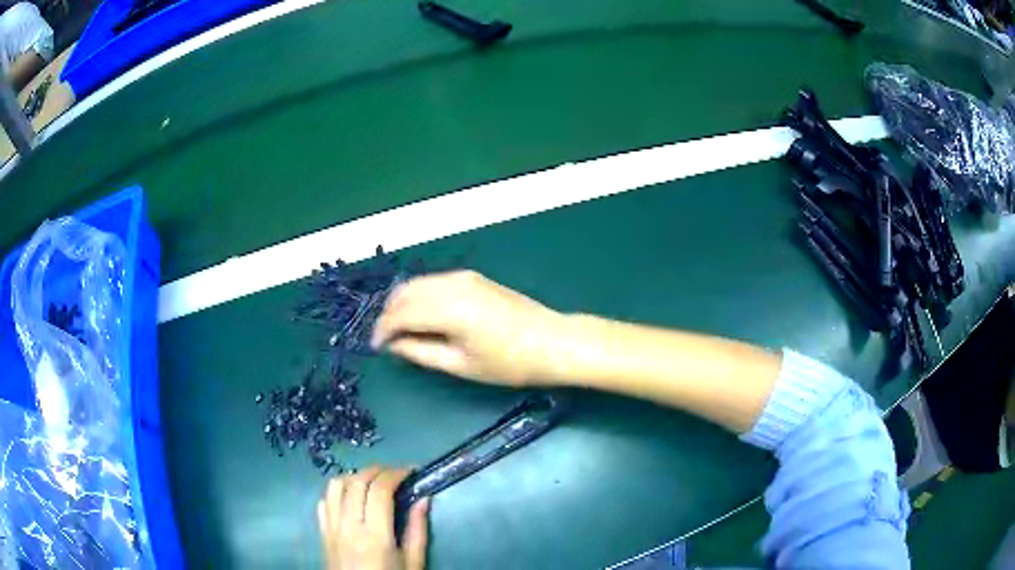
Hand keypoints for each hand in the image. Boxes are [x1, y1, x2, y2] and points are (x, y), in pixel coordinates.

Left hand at [318, 466, 429, 569]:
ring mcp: (331, 528)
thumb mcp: (413, 564)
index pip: (380, 490)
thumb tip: (424, 498)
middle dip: (377, 470)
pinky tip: (351, 498)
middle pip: (357, 482)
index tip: (411, 470)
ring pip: (335, 486)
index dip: (396, 473)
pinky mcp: (322, 533)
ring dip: (354, 476)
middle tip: (395, 472)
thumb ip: (417, 531)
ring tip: (372, 481)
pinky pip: (324, 502)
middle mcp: (348, 526)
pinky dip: (337, 492)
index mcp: (375, 536)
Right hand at [371, 271, 564, 385]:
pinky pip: (434, 282)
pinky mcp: (473, 277)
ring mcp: (463, 277)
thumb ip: (421, 352)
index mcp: (447, 307)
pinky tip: (422, 315)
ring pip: (418, 283)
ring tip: (401, 330)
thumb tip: (394, 345)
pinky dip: (420, 296)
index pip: (400, 313)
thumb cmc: (508, 362)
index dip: (383, 330)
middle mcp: (451, 284)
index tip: (375, 347)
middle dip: (389, 314)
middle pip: (405, 292)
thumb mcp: (460, 365)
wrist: (552, 341)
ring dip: (403, 303)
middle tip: (386, 339)